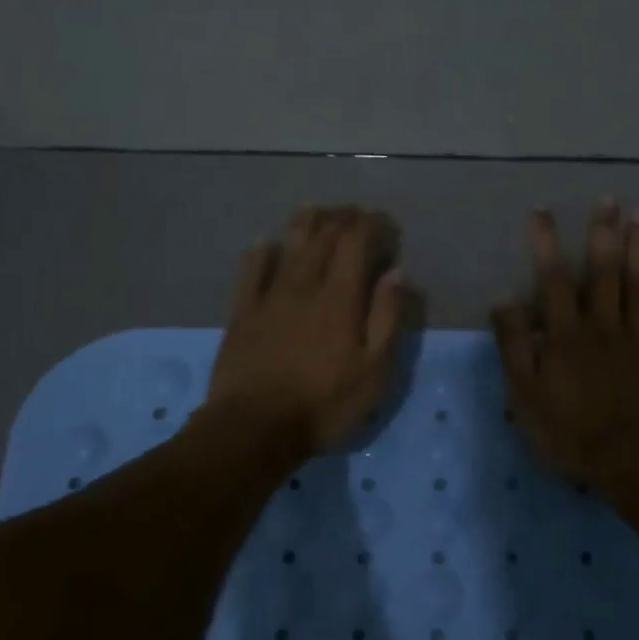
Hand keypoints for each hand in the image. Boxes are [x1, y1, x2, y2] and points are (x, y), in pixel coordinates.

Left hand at [208, 206, 408, 457]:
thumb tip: (396, 273)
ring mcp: (269, 296)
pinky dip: (261, 251)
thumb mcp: (375, 371)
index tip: (385, 223)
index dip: (372, 225)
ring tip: (318, 211)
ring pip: (288, 245)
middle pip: (323, 236)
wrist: (255, 428)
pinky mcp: (242, 312)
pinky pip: (250, 270)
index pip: (356, 242)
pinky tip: (266, 244)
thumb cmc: (324, 404)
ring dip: (306, 223)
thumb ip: (387, 317)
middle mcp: (304, 285)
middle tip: (357, 215)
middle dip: (343, 218)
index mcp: (340, 298)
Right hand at [492, 199, 638, 487]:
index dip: (546, 243)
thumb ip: (513, 347)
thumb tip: (503, 300)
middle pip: (604, 273)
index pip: (553, 279)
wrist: (631, 460)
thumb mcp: (524, 395)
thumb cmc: (569, 431)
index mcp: (566, 334)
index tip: (542, 210)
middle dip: (604, 233)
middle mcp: (603, 326)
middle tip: (610, 199)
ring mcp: (638, 341)